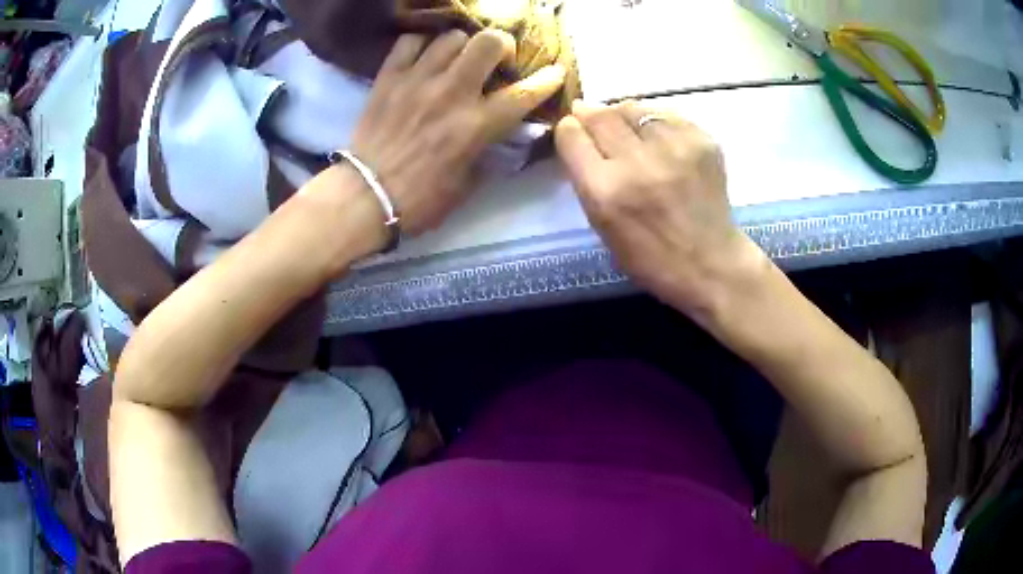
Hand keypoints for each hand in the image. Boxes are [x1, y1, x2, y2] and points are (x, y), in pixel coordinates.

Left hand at [347, 30, 565, 236]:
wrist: (364, 197)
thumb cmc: (419, 200)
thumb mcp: (466, 185)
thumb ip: (487, 154)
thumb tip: (498, 137)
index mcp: (476, 125)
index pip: (523, 94)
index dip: (546, 79)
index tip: (555, 71)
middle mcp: (452, 93)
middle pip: (488, 43)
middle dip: (501, 45)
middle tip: (495, 59)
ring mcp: (418, 81)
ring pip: (451, 37)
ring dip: (461, 46)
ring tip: (455, 60)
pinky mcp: (388, 78)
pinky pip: (409, 42)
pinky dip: (420, 45)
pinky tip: (422, 58)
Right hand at [555, 101, 762, 316]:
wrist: (710, 263)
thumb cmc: (650, 257)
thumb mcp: (602, 225)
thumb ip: (587, 178)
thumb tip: (580, 134)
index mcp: (605, 191)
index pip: (571, 135)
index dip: (570, 129)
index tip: (574, 130)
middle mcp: (636, 163)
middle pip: (601, 115)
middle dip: (590, 113)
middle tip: (592, 117)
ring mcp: (673, 148)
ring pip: (633, 108)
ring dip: (622, 115)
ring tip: (627, 129)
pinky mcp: (701, 140)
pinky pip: (665, 115)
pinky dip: (654, 121)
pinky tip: (657, 137)